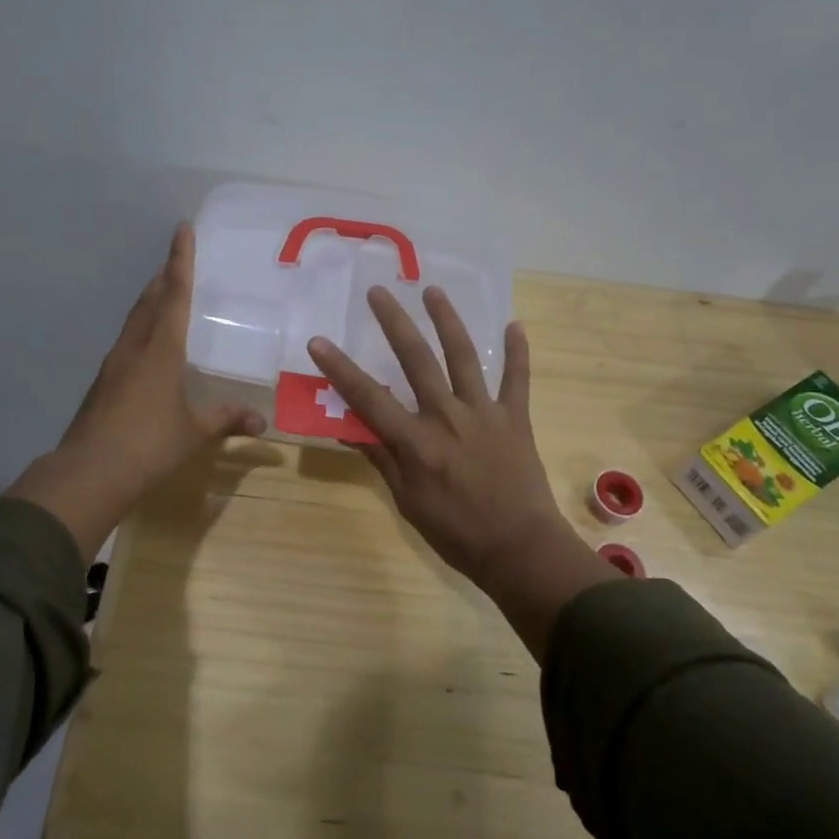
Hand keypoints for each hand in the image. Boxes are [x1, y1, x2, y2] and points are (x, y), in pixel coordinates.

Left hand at [7, 224, 263, 559]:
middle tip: (177, 261)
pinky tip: (147, 345)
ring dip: (150, 301)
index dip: (180, 259)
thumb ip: (226, 419)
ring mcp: (114, 364)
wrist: (89, 473)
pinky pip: (127, 342)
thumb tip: (261, 422)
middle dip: (165, 277)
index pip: (175, 293)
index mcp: (161, 349)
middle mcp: (135, 347)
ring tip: (165, 295)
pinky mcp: (103, 383)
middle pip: (150, 300)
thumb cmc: (149, 445)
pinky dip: (141, 329)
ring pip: (135, 320)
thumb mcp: (194, 432)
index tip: (182, 229)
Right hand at [307, 286, 617, 657]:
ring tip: (433, 290)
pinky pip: (517, 379)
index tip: (319, 341)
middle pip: (416, 360)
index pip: (369, 398)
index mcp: (416, 441)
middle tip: (378, 291)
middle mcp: (447, 416)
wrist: (520, 549)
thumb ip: (381, 460)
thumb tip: (349, 430)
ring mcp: (484, 412)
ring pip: (463, 356)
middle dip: (394, 323)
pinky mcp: (515, 417)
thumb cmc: (456, 533)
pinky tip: (514, 324)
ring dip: (447, 320)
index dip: (341, 369)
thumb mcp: (407, 501)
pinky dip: (517, 352)